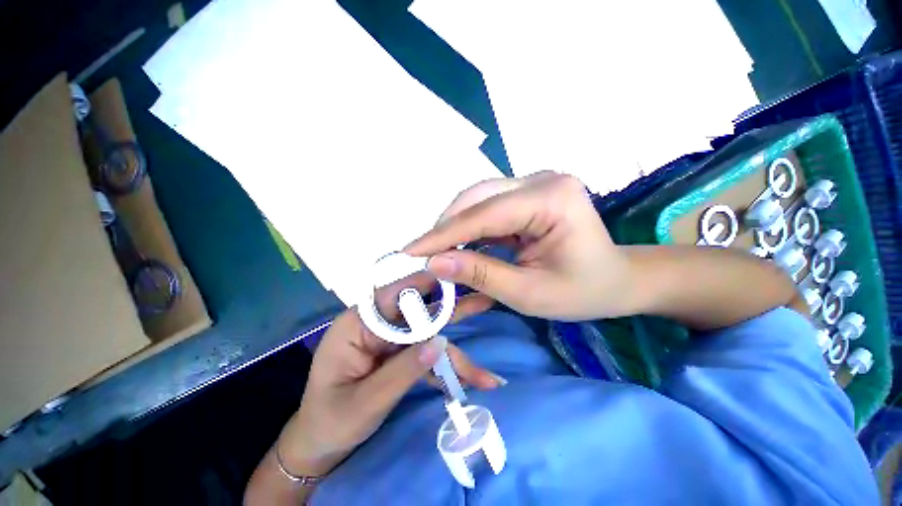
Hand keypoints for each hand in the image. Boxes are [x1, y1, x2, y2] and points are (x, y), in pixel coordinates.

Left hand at [276, 273, 499, 476]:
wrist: (320, 447)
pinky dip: (447, 369)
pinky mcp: (400, 355)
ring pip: (429, 336)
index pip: (394, 293)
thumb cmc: (329, 423)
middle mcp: (377, 325)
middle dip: (453, 311)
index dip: (426, 282)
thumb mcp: (364, 402)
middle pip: (419, 313)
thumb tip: (440, 342)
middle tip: (485, 300)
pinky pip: (427, 356)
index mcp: (357, 324)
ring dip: (456, 352)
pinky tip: (470, 381)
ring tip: (486, 363)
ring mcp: (391, 341)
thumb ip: (403, 371)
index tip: (457, 275)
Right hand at [405, 172, 636, 320]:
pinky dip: (469, 228)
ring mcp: (534, 183)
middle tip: (422, 255)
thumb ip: (481, 275)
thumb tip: (434, 263)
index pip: (484, 215)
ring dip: (454, 227)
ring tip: (437, 253)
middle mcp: (541, 180)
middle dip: (446, 229)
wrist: (616, 280)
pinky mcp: (527, 194)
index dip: (443, 235)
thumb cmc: (582, 292)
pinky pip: (487, 208)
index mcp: (552, 199)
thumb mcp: (529, 293)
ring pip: (477, 200)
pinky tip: (458, 246)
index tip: (409, 252)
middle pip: (477, 199)